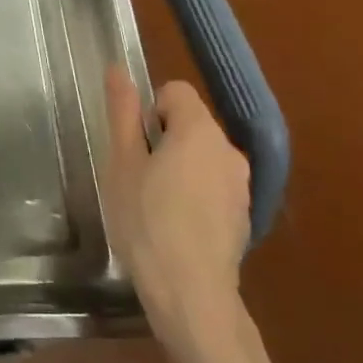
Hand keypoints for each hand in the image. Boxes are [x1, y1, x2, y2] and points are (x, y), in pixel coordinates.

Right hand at [100, 69, 251, 353]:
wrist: (190, 293)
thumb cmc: (146, 220)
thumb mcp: (122, 162)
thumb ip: (123, 113)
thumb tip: (118, 69)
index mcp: (199, 131)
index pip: (175, 92)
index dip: (148, 110)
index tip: (133, 145)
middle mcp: (229, 151)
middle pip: (190, 125)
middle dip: (162, 140)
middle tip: (135, 176)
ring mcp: (241, 186)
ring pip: (202, 157)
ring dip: (178, 168)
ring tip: (152, 203)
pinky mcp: (243, 216)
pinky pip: (213, 186)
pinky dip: (194, 194)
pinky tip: (174, 226)